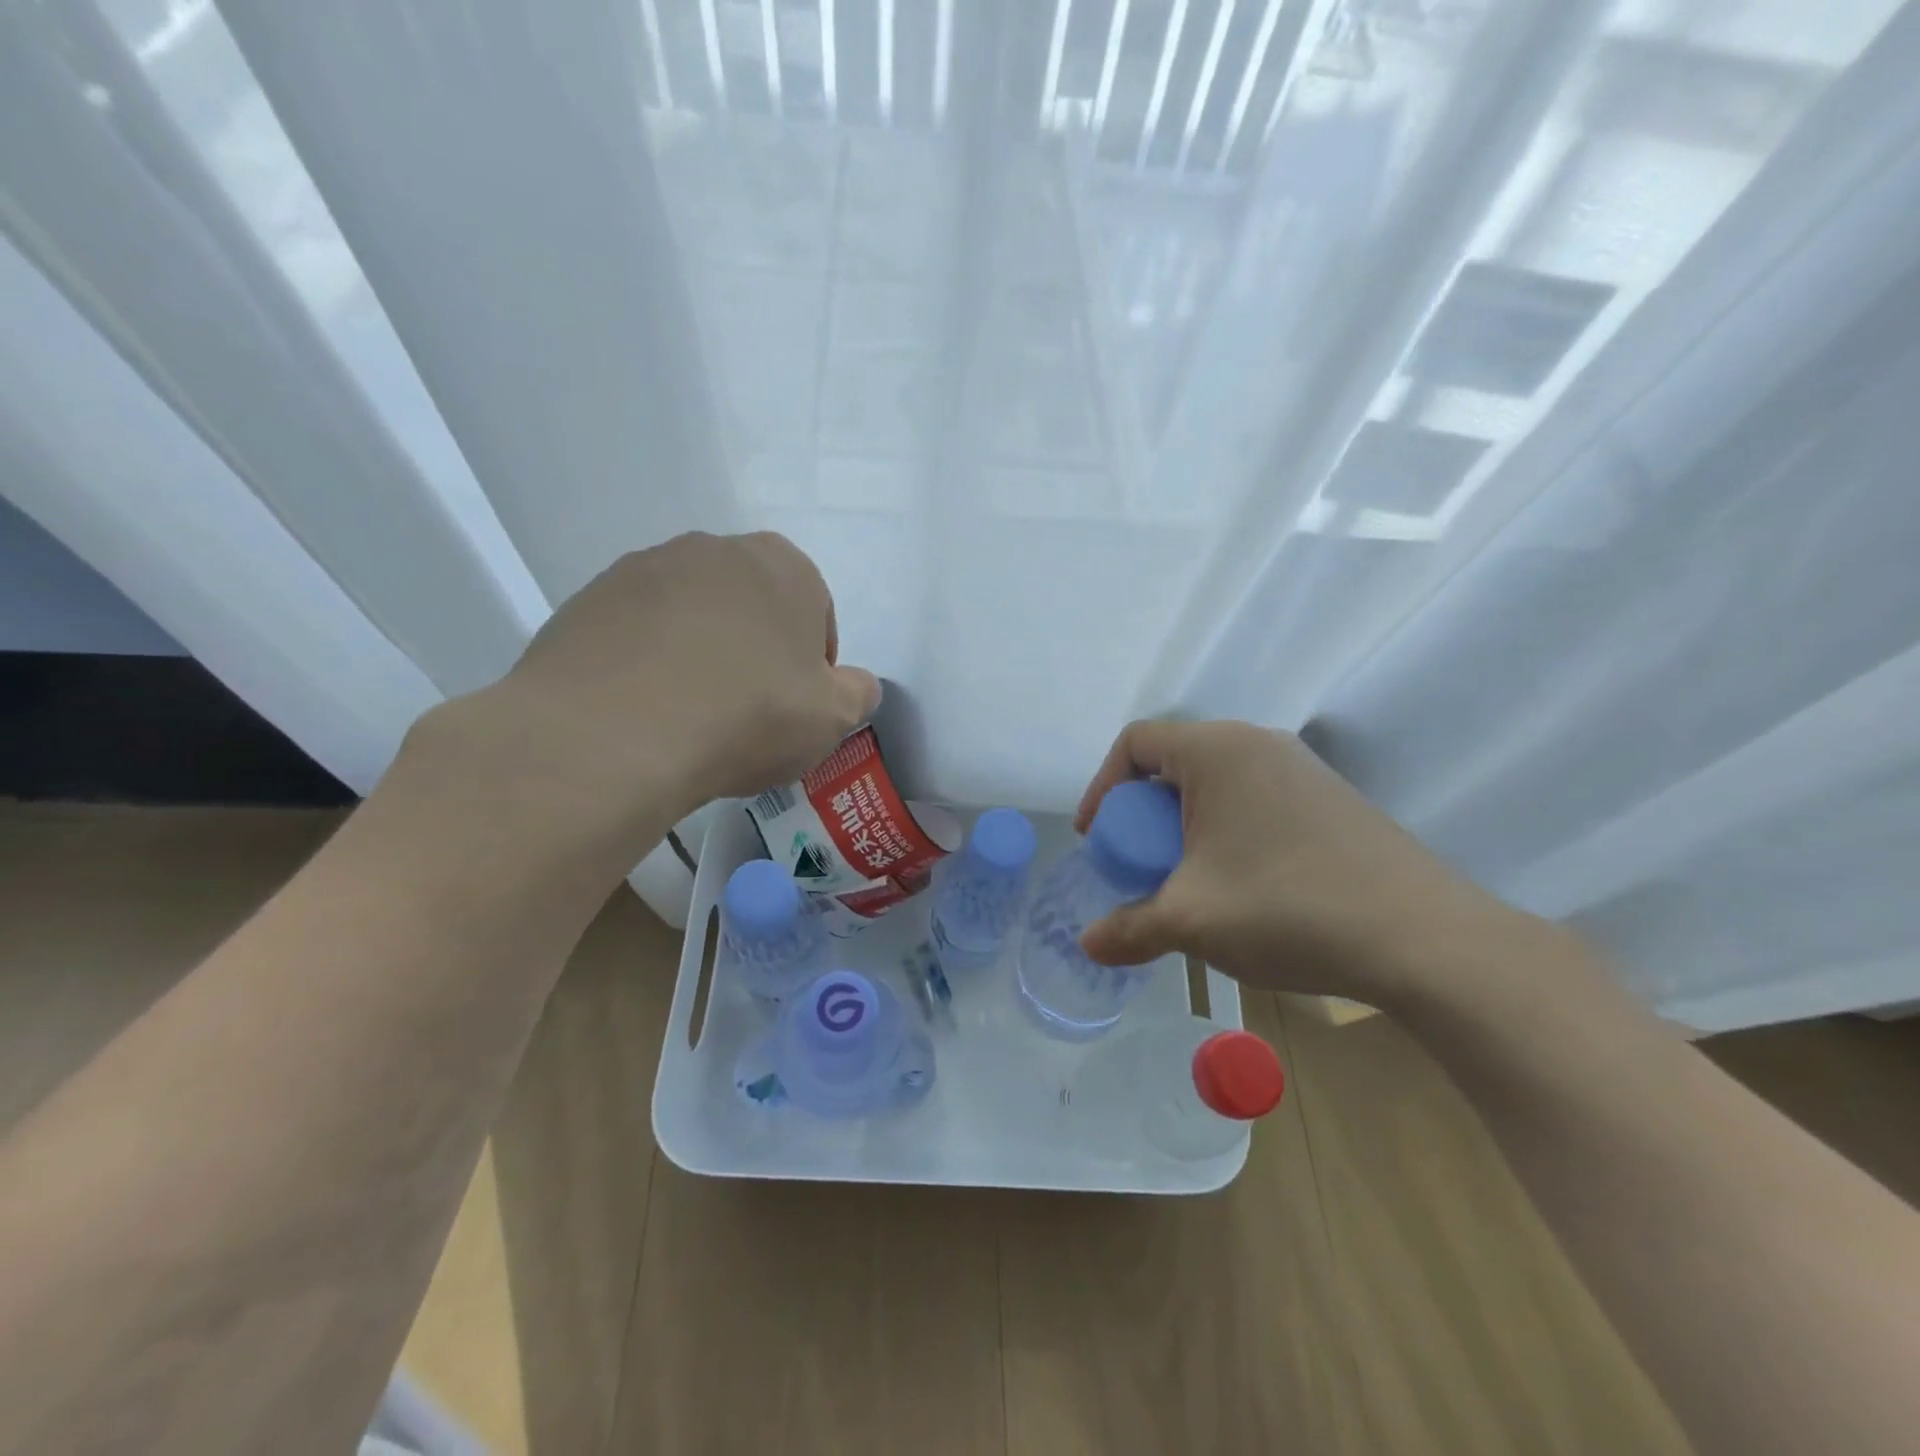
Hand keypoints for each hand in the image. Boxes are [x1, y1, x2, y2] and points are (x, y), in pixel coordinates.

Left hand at [426, 532, 879, 860]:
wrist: (615, 732)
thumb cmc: (747, 715)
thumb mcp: (831, 718)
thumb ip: (857, 694)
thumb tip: (856, 685)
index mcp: (783, 565)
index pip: (814, 611)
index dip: (811, 663)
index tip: (795, 705)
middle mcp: (714, 549)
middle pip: (750, 605)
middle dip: (755, 649)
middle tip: (747, 710)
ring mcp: (644, 569)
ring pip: (691, 615)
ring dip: (699, 652)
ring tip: (690, 714)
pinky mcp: (589, 599)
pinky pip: (637, 632)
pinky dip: (647, 662)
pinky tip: (644, 710)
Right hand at [1074, 719, 1530, 1007]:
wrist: (1424, 939)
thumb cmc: (1287, 908)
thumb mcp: (1191, 921)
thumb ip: (1129, 928)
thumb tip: (1087, 945)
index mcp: (1217, 751)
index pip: (1136, 741)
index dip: (1103, 787)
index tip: (1098, 838)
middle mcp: (1258, 743)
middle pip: (1175, 761)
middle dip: (1144, 813)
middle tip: (1140, 864)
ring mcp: (1302, 769)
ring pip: (1218, 783)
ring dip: (1186, 824)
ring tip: (1187, 878)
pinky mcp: (1331, 799)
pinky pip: (1256, 798)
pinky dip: (1227, 830)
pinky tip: (1242, 883)